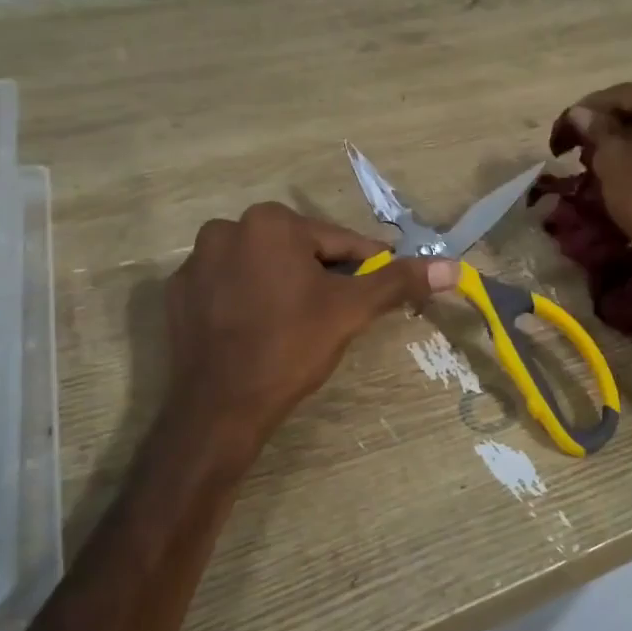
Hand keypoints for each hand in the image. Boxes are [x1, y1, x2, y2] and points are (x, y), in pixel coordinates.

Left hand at [161, 202, 457, 448]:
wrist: (219, 408)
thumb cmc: (291, 347)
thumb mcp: (351, 311)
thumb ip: (399, 281)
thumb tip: (452, 266)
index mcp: (271, 222)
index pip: (338, 242)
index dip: (365, 268)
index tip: (378, 291)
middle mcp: (228, 228)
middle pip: (298, 250)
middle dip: (323, 277)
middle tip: (337, 315)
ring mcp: (196, 261)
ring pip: (264, 266)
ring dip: (286, 285)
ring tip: (299, 325)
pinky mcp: (178, 293)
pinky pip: (230, 286)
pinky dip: (250, 299)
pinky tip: (259, 329)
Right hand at [564, 73, 631, 303]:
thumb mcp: (611, 159)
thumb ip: (595, 128)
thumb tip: (580, 113)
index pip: (617, 96)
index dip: (583, 115)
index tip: (559, 135)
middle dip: (609, 123)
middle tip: (578, 147)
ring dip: (630, 134)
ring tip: (600, 157)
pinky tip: (630, 162)